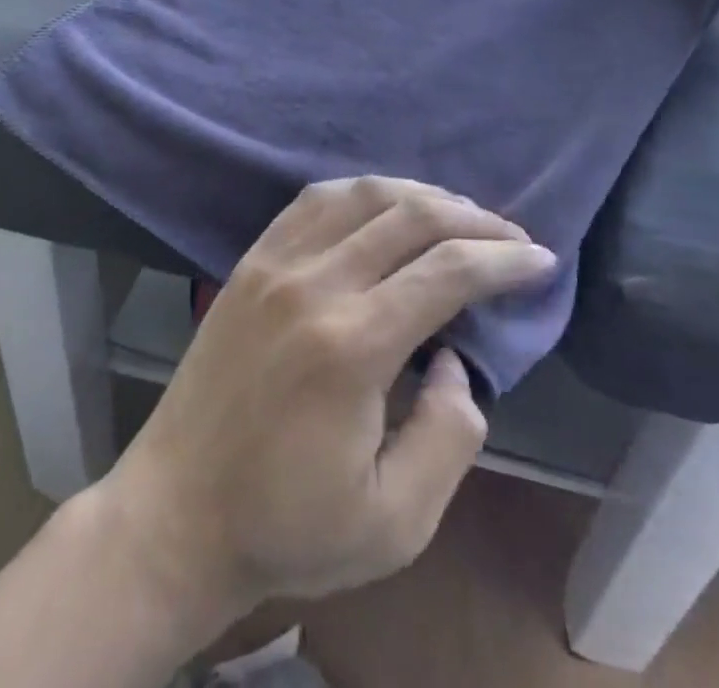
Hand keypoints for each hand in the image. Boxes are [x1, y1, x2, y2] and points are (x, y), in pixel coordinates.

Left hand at [94, 178, 555, 618]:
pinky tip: (384, 205)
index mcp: (352, 345)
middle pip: (410, 217)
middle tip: (512, 237)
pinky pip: (313, 201)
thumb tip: (454, 356)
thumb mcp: (396, 521)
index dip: (504, 259)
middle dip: (474, 219)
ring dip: (421, 194)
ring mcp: (275, 263)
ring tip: (458, 215)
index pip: (447, 271)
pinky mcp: (251, 260)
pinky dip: (361, 192)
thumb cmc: (287, 526)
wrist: (176, 511)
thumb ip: (450, 433)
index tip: (541, 261)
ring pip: (363, 195)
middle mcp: (314, 283)